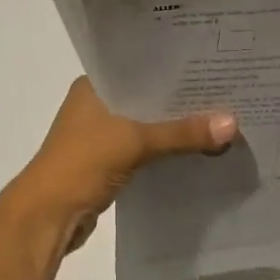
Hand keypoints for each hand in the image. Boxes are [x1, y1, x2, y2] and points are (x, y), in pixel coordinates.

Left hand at [2, 78, 236, 255]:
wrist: (47, 218)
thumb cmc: (82, 164)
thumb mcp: (135, 142)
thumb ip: (182, 133)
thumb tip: (232, 123)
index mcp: (93, 86)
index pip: (138, 65)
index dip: (172, 65)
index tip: (209, 61)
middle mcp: (96, 104)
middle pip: (146, 96)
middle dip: (180, 98)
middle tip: (224, 89)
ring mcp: (100, 135)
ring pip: (146, 123)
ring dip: (174, 126)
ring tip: (218, 116)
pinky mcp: (107, 162)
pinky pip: (144, 148)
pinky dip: (165, 149)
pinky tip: (196, 148)